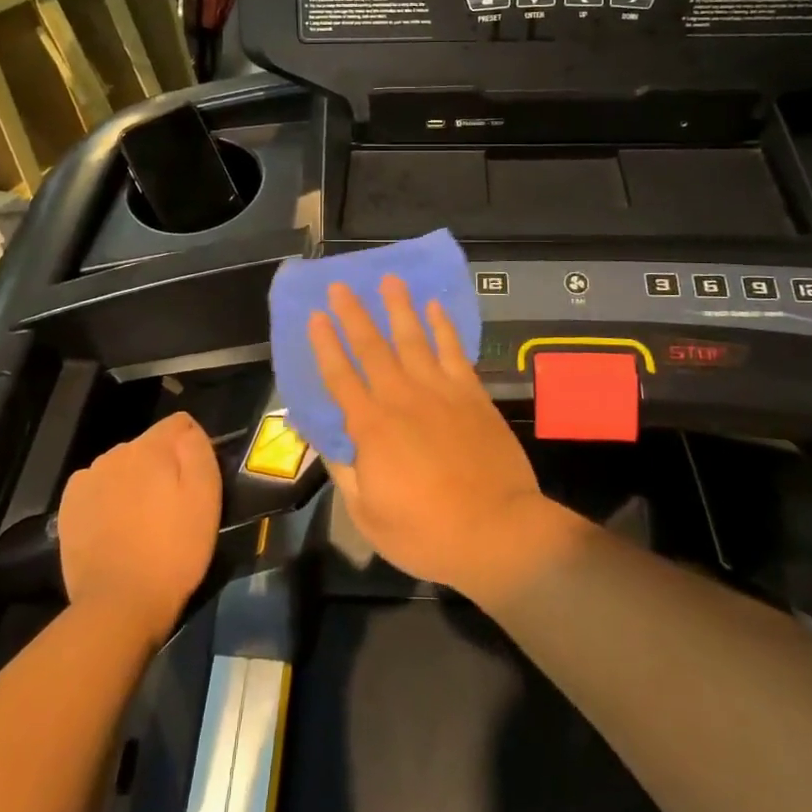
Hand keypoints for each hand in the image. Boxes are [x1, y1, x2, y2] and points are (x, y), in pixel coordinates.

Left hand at [56, 412, 220, 642]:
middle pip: (148, 446)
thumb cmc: (174, 550)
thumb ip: (198, 450)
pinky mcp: (68, 507)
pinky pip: (98, 488)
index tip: (195, 481)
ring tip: (142, 523)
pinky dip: (108, 500)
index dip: (191, 448)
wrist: (119, 604)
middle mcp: (115, 453)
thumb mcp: (206, 497)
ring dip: (133, 483)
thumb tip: (187, 430)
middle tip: (171, 508)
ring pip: (121, 467)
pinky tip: (115, 529)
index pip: (179, 423)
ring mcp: (87, 479)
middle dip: (161, 466)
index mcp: (151, 447)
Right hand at [308, 275, 566, 595]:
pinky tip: (435, 308)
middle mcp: (401, 398)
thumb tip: (326, 439)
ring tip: (389, 280)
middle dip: (354, 314)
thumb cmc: (425, 531)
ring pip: (414, 339)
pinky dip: (443, 327)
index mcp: (370, 427)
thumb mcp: (368, 514)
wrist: (496, 530)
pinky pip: (454, 351)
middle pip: (372, 347)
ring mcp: (440, 391)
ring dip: (399, 308)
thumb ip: (345, 470)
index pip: (340, 376)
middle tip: (340, 285)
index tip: (315, 317)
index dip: (325, 345)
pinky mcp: (471, 394)